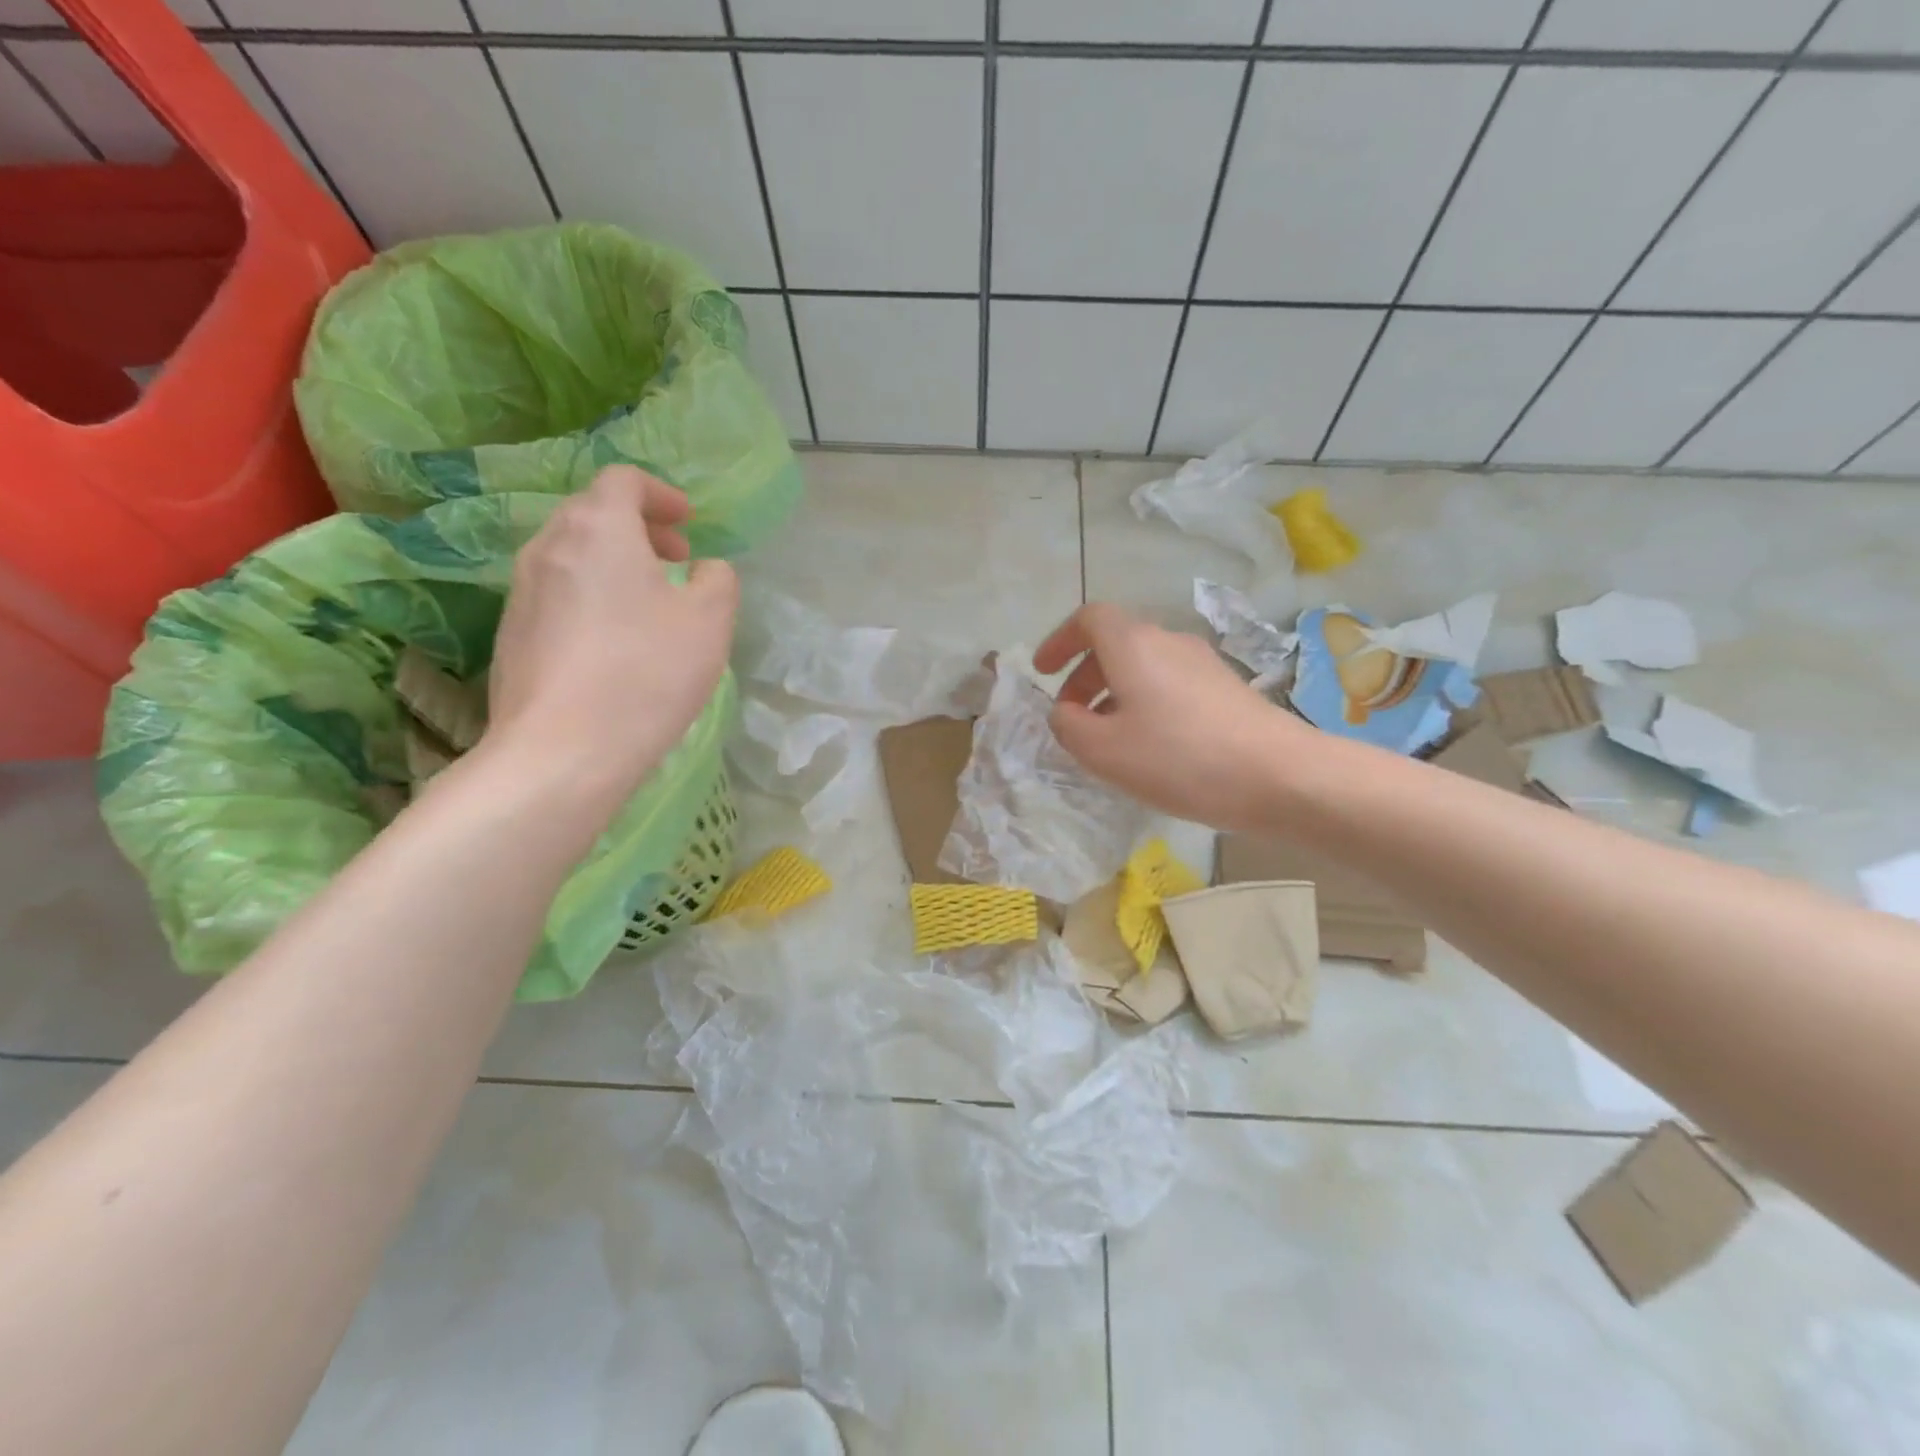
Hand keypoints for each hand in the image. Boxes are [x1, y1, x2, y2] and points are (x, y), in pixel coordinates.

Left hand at [482, 465, 738, 815]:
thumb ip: (717, 579)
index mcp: (597, 529)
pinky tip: (616, 641)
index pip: (622, 480)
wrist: (563, 751)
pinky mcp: (511, 634)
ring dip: (614, 562)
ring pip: (571, 554)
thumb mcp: (710, 621)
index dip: (660, 493)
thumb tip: (703, 570)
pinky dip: (591, 595)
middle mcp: (548, 547)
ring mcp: (520, 592)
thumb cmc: (646, 673)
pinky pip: (557, 594)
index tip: (689, 522)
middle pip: (592, 513)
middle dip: (639, 527)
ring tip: (649, 601)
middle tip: (677, 559)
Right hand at [1034, 603, 1312, 831]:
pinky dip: (1145, 703)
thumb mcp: (1103, 751)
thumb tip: (1064, 712)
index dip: (1059, 640)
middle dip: (1083, 675)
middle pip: (1115, 642)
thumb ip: (1068, 726)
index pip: (1089, 618)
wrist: (1279, 775)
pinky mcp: (1226, 689)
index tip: (1043, 672)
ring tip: (1108, 738)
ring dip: (1114, 693)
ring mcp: (1203, 663)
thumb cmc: (1179, 758)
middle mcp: (1168, 642)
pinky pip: (1170, 684)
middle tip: (1070, 715)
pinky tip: (1151, 746)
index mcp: (1133, 645)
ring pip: (1143, 666)